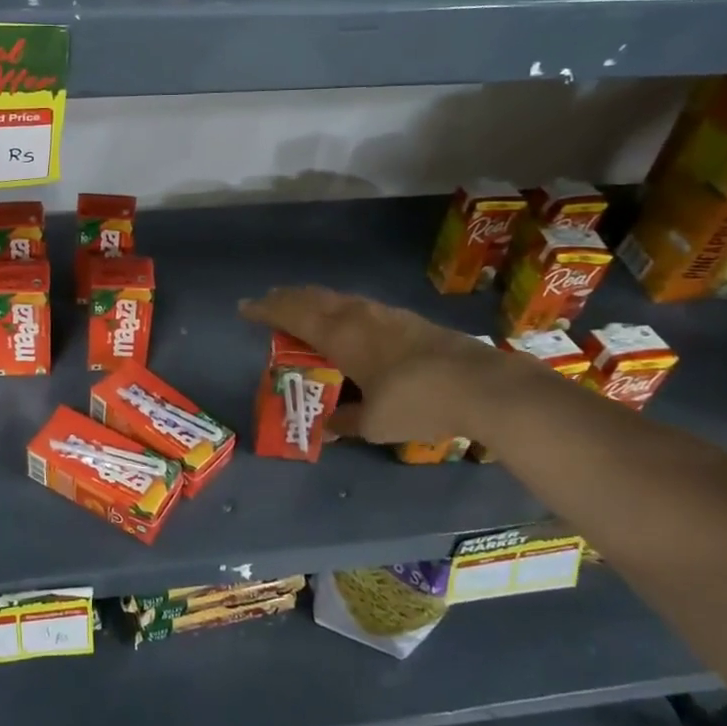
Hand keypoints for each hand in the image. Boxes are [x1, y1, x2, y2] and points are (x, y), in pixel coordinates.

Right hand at [240, 286, 512, 445]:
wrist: (481, 386)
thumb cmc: (415, 402)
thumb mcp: (373, 423)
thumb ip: (345, 421)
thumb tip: (327, 427)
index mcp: (340, 335)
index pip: (292, 314)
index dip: (266, 310)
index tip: (245, 308)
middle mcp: (358, 316)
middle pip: (313, 298)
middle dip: (287, 299)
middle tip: (269, 303)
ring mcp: (385, 314)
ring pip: (339, 299)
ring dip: (314, 301)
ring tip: (303, 309)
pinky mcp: (408, 320)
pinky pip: (359, 307)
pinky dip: (340, 309)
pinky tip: (347, 322)